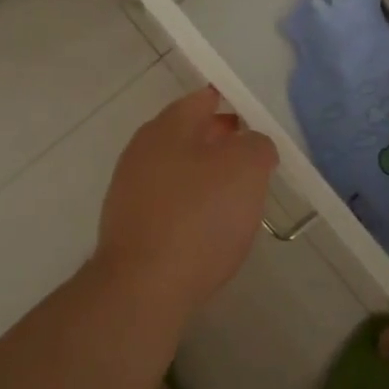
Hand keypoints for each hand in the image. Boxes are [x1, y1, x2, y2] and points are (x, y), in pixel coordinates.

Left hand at [94, 87, 277, 315]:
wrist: (143, 288)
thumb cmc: (198, 218)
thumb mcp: (245, 170)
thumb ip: (256, 145)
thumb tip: (252, 144)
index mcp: (167, 127)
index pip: (202, 99)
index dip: (232, 103)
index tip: (257, 119)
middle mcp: (142, 151)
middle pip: (189, 135)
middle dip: (222, 142)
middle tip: (255, 158)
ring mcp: (131, 189)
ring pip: (179, 171)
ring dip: (208, 177)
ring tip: (240, 196)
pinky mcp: (130, 226)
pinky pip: (170, 204)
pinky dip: (192, 207)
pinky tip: (211, 229)